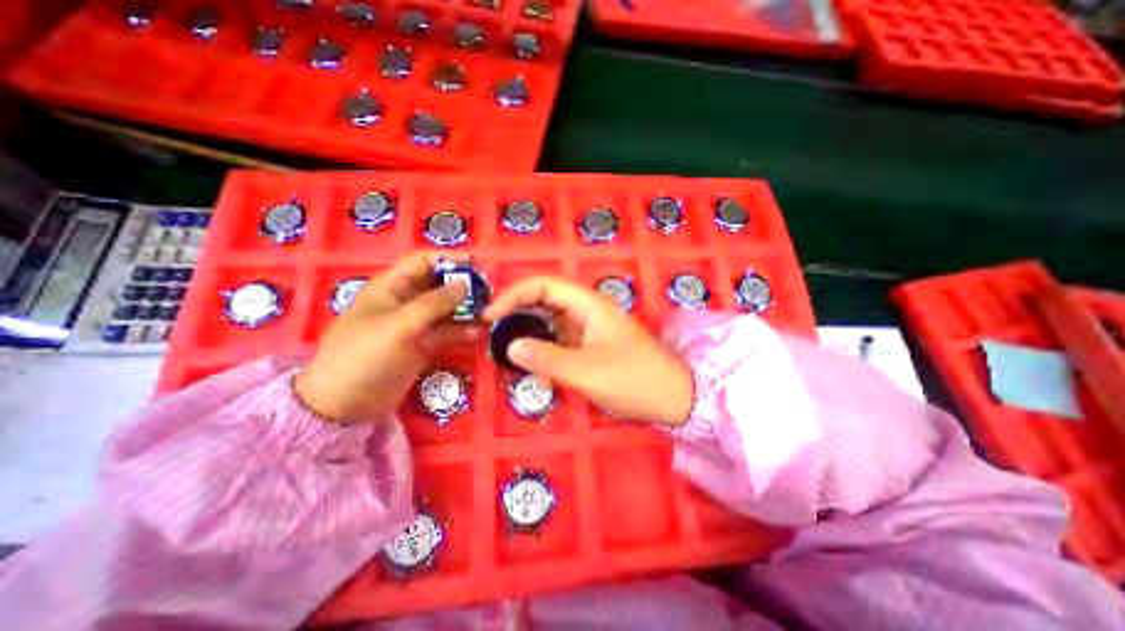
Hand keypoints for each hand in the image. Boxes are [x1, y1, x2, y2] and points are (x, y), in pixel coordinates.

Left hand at [294, 255, 478, 422]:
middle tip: (490, 292)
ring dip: (467, 309)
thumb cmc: (364, 356)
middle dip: (464, 286)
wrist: (345, 404)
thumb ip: (433, 303)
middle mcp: (405, 301)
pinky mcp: (423, 345)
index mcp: (391, 287)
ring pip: (446, 309)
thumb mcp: (399, 325)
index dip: (449, 259)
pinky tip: (480, 333)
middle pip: (439, 284)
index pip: (423, 261)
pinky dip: (463, 330)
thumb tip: (465, 284)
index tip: (478, 264)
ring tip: (491, 313)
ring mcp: (415, 324)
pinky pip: (447, 331)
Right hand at [485, 278, 695, 426]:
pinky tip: (537, 367)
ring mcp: (590, 328)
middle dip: (518, 312)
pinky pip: (561, 340)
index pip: (543, 285)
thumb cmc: (633, 379)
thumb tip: (510, 346)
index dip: (514, 295)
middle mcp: (588, 310)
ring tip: (510, 351)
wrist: (673, 397)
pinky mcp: (592, 344)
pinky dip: (545, 349)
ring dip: (530, 333)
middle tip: (495, 333)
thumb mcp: (585, 371)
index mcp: (589, 304)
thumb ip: (546, 357)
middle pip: (545, 299)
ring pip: (551, 321)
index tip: (492, 316)